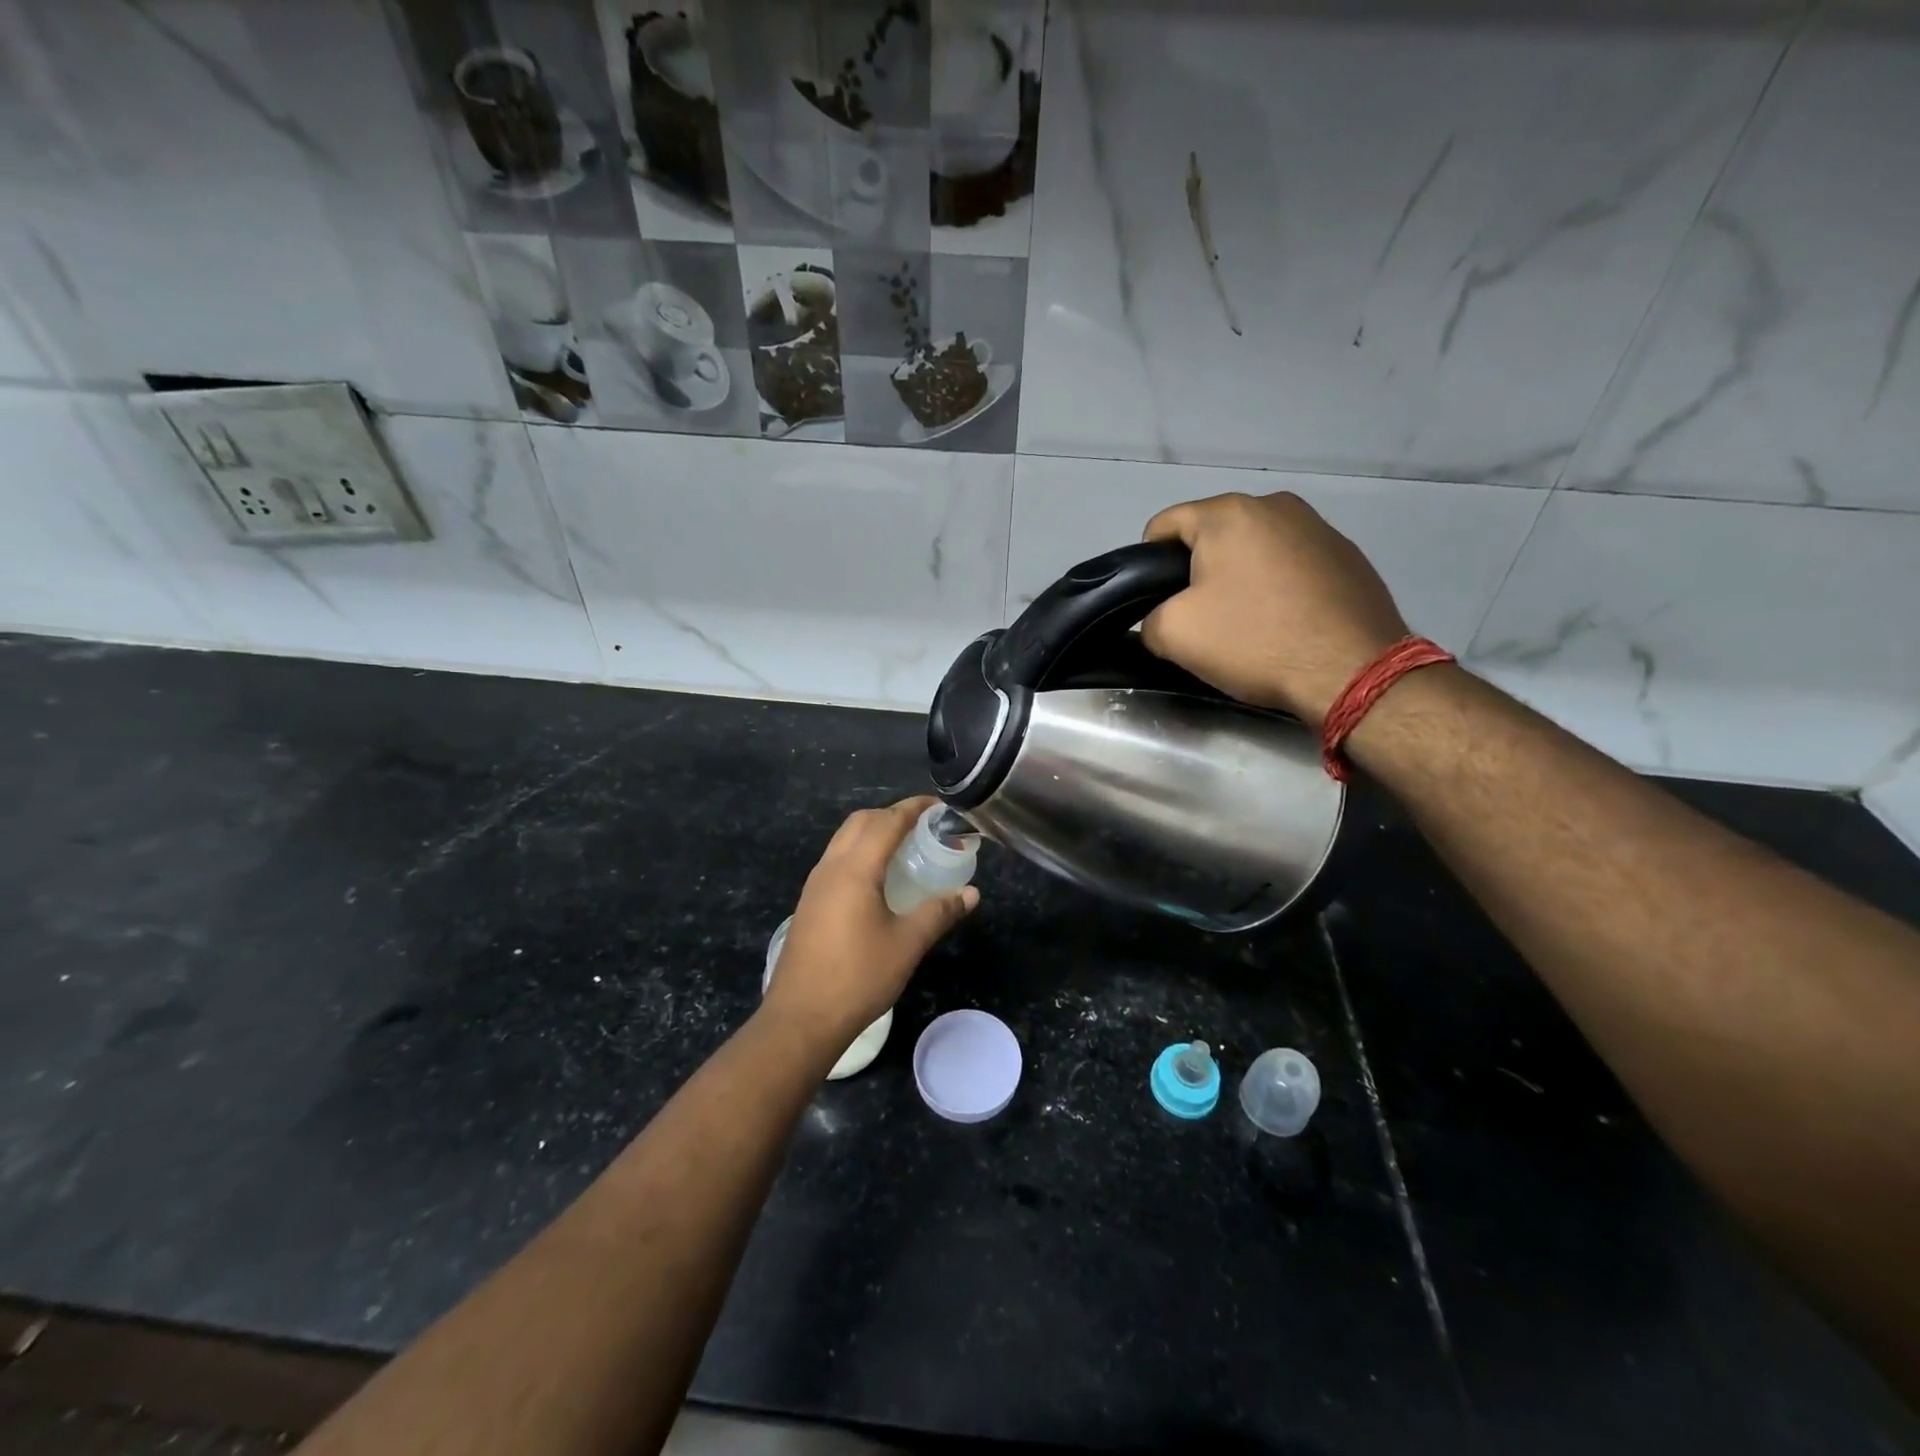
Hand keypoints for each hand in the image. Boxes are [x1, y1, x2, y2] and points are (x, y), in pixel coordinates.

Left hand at [762, 797, 978, 1049]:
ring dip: (873, 833)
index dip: (914, 809)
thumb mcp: (907, 944)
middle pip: (861, 822)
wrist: (801, 1019)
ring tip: (905, 849)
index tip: (940, 807)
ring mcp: (815, 885)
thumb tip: (971, 893)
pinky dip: (860, 853)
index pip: (887, 821)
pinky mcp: (809, 904)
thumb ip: (939, 913)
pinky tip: (879, 881)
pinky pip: (837, 861)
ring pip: (844, 840)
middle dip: (892, 815)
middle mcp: (830, 867)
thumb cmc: (858, 978)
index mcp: (854, 869)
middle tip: (924, 828)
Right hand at [1140, 492, 1410, 726]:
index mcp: (1229, 513)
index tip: (1156, 603)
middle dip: (1199, 572)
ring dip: (1241, 578)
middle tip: (1201, 619)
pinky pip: (1292, 565)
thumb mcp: (1174, 634)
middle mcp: (1276, 504)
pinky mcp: (1348, 555)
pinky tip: (1286, 623)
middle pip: (1212, 535)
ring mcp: (1319, 527)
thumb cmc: (1255, 641)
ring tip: (1247, 624)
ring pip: (1255, 550)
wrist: (1352, 671)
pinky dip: (1279, 587)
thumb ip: (1149, 617)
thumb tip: (1162, 616)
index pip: (1164, 525)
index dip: (1147, 564)